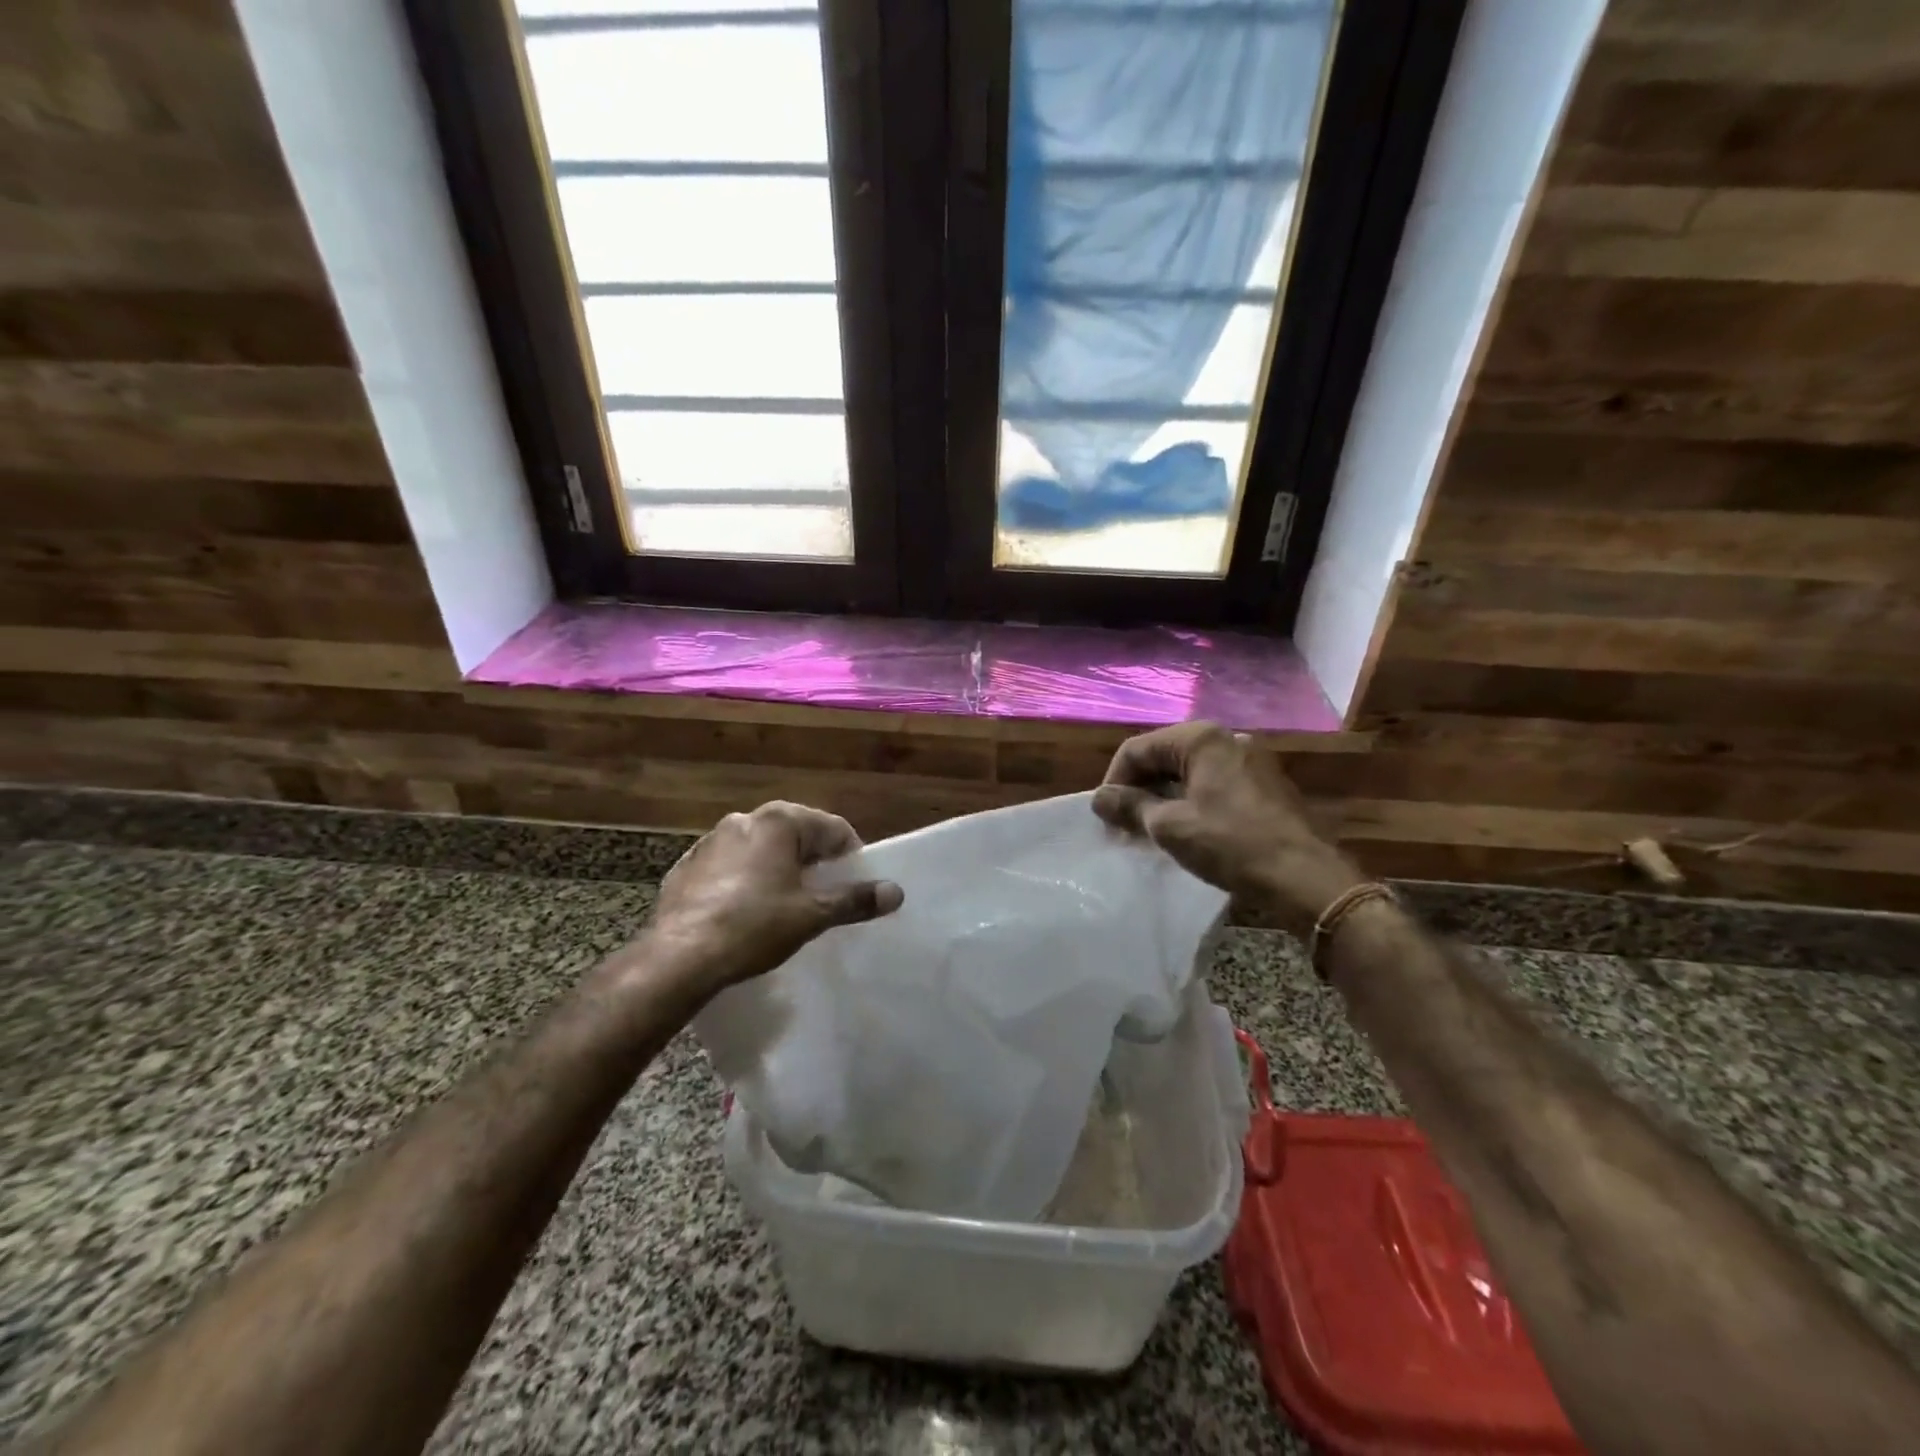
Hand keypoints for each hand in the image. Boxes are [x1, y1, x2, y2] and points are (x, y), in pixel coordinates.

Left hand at [643, 801, 903, 995]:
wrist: (678, 958)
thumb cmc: (754, 926)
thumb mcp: (812, 915)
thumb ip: (855, 900)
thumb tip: (896, 892)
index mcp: (779, 821)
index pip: (833, 828)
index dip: (851, 857)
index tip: (855, 887)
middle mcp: (745, 820)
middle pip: (796, 834)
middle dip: (814, 862)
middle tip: (823, 897)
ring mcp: (710, 841)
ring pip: (761, 849)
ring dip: (778, 869)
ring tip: (784, 906)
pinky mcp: (687, 867)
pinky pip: (729, 867)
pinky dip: (745, 881)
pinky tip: (744, 912)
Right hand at [1091, 722, 1366, 931]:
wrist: (1306, 878)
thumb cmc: (1231, 844)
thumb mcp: (1170, 827)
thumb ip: (1130, 806)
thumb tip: (1100, 799)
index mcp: (1201, 739)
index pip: (1138, 749)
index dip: (1114, 781)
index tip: (1105, 817)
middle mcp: (1226, 739)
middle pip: (1163, 756)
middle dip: (1138, 789)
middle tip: (1123, 827)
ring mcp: (1249, 760)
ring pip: (1188, 772)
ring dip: (1162, 798)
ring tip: (1149, 832)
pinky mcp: (1263, 784)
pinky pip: (1212, 784)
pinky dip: (1189, 803)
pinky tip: (1184, 831)